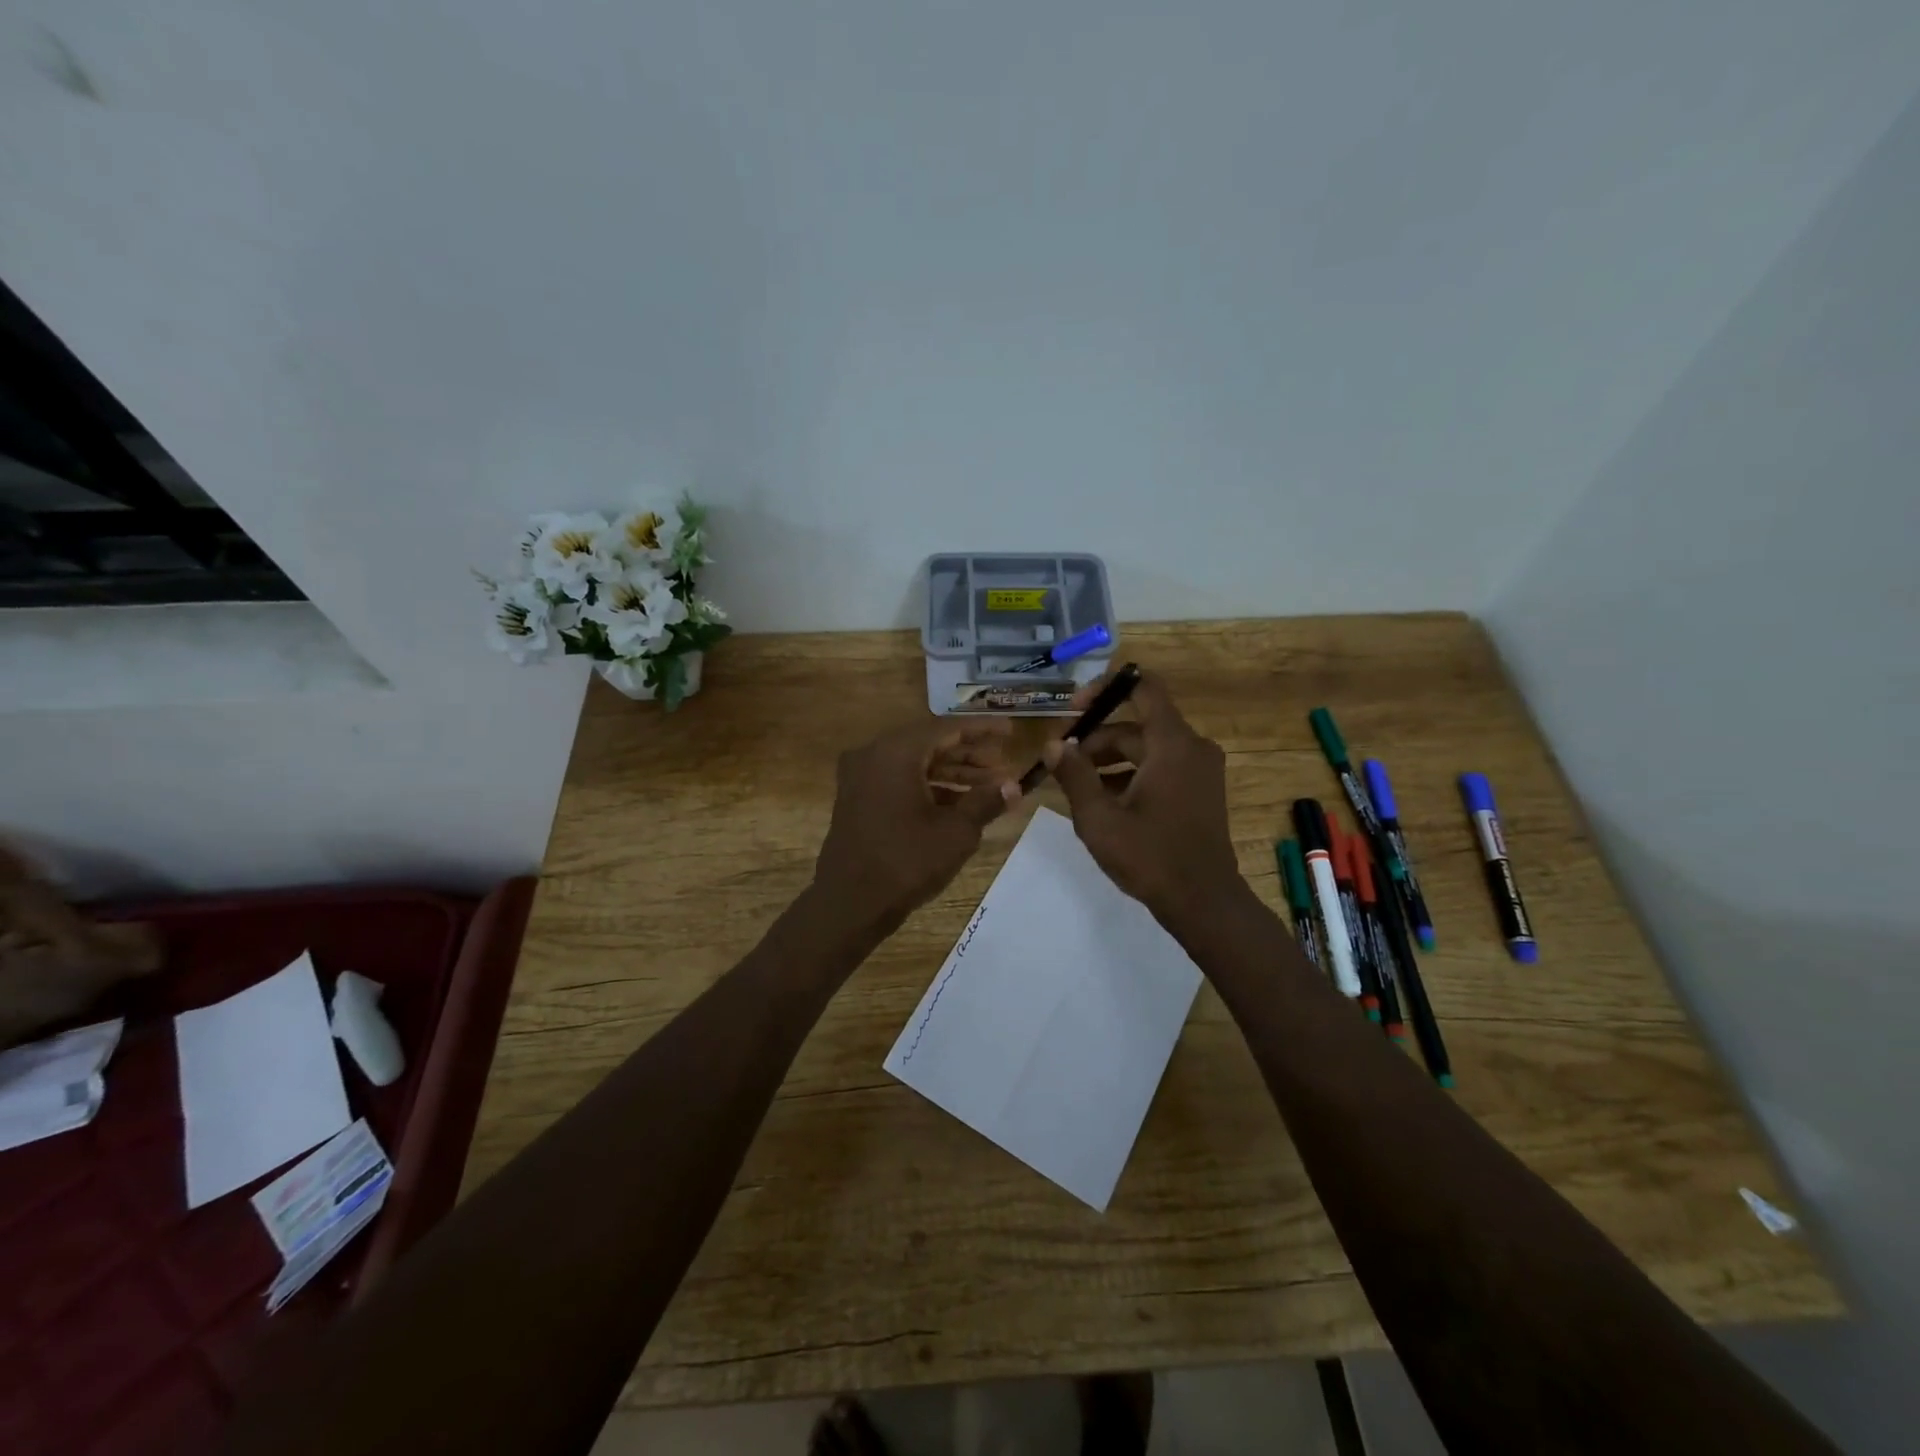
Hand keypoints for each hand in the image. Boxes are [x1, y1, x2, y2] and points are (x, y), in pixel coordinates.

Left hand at [812, 718, 1019, 929]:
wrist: (849, 903)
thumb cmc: (906, 863)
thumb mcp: (956, 832)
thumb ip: (986, 801)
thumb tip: (1014, 786)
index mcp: (896, 752)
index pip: (947, 728)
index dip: (982, 729)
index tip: (1011, 731)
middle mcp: (874, 755)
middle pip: (930, 743)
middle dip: (969, 754)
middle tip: (1003, 765)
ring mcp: (861, 777)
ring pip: (915, 763)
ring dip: (952, 772)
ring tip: (990, 786)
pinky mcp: (857, 799)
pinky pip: (899, 780)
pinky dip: (929, 787)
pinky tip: (960, 803)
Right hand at [1044, 671, 1244, 925]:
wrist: (1204, 902)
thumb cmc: (1150, 857)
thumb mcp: (1099, 818)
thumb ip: (1074, 775)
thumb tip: (1053, 744)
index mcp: (1172, 744)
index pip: (1143, 688)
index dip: (1104, 688)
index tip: (1073, 709)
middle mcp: (1192, 747)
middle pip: (1137, 725)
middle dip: (1096, 738)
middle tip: (1061, 761)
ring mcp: (1200, 770)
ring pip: (1146, 748)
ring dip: (1110, 760)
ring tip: (1075, 784)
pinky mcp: (1200, 790)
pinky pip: (1160, 767)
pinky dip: (1131, 775)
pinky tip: (1102, 800)